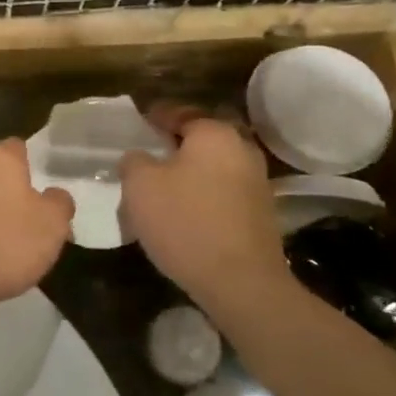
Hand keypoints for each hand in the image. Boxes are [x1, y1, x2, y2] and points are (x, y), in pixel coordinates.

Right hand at [120, 117, 291, 312]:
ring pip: (213, 167)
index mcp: (214, 132)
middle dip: (175, 146)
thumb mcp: (140, 185)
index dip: (155, 117)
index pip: (179, 112)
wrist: (241, 282)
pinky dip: (204, 195)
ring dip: (190, 173)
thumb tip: (140, 157)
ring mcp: (257, 181)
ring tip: (163, 189)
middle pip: (201, 139)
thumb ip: (134, 161)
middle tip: (149, 157)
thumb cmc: (185, 222)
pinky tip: (185, 213)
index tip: (138, 124)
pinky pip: (224, 192)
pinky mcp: (261, 213)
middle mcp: (242, 148)